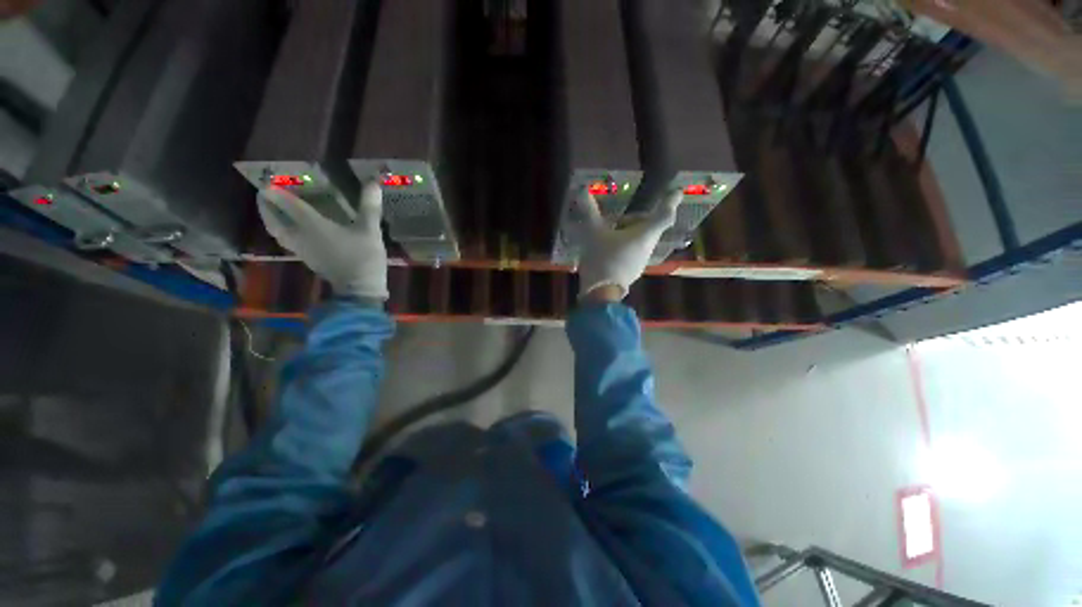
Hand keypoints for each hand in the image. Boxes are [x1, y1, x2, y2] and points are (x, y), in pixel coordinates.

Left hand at [257, 181, 387, 299]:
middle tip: (265, 194)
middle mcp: (301, 236)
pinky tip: (294, 230)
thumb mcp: (370, 230)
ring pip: (278, 233)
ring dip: (273, 220)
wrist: (360, 289)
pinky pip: (289, 242)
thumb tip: (374, 181)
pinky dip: (285, 232)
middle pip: (274, 220)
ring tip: (274, 210)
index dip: (277, 191)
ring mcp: (303, 250)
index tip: (267, 180)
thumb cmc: (363, 257)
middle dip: (266, 206)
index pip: (288, 204)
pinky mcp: (310, 260)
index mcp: (312, 226)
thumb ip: (369, 207)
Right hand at [576, 189, 681, 299]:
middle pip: (649, 226)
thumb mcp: (593, 233)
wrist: (601, 294)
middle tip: (615, 220)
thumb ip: (590, 212)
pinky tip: (607, 250)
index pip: (663, 214)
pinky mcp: (632, 270)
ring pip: (640, 239)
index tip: (676, 191)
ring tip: (607, 235)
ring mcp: (641, 260)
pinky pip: (633, 251)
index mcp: (644, 234)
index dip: (670, 201)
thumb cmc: (602, 259)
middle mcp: (647, 246)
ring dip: (627, 233)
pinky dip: (624, 245)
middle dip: (635, 219)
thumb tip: (583, 190)